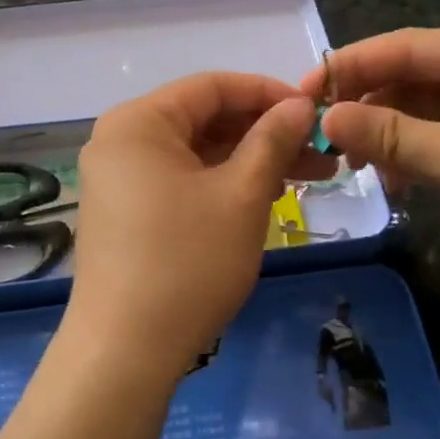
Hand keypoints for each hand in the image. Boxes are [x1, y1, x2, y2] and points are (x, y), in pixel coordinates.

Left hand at [64, 73, 331, 383]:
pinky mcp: (124, 212)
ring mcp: (118, 178)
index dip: (269, 93)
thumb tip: (300, 104)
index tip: (315, 113)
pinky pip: (180, 180)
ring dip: (249, 161)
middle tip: (321, 153)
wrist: (124, 351)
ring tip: (306, 177)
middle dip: (264, 133)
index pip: (213, 86)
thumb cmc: (187, 263)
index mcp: (139, 122)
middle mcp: (120, 140)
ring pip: (196, 153)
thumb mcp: (242, 195)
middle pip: (203, 119)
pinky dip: (221, 183)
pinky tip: (264, 196)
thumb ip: (272, 140)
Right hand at [300, 29, 439, 302]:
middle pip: (409, 77)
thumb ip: (391, 137)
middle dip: (366, 104)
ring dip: (385, 134)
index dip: (351, 66)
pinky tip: (389, 181)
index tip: (303, 91)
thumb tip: (325, 118)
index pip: (406, 48)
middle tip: (319, 133)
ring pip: (418, 110)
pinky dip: (409, 156)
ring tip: (351, 162)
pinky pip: (435, 138)